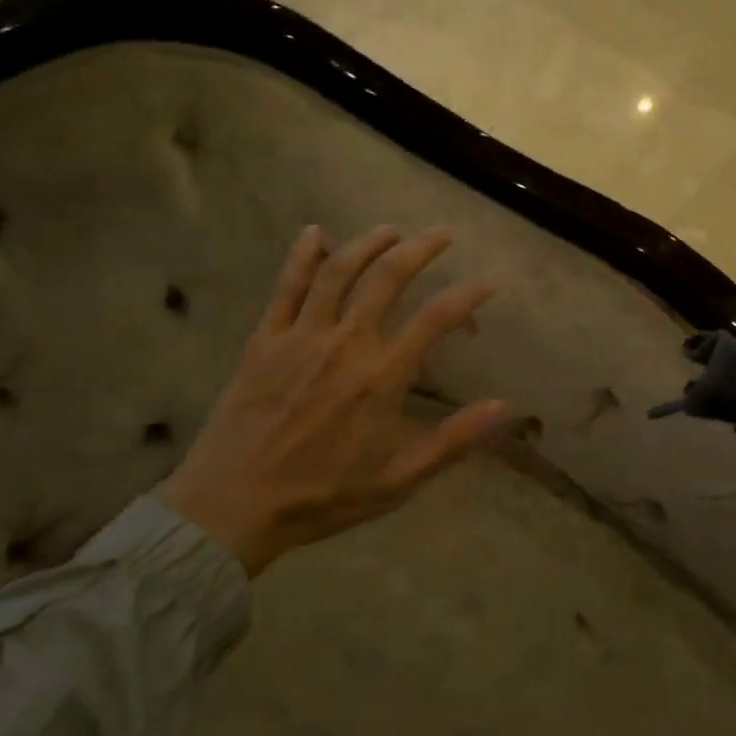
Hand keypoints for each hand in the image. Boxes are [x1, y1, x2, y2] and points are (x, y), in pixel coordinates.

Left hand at [156, 224, 504, 576]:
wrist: (233, 505)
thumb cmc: (322, 496)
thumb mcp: (398, 481)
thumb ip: (452, 441)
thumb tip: (502, 408)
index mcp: (381, 377)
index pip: (436, 319)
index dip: (469, 295)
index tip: (490, 283)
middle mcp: (345, 343)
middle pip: (388, 277)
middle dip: (421, 248)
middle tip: (442, 234)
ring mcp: (301, 336)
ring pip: (338, 270)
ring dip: (368, 243)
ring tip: (391, 230)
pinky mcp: (266, 339)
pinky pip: (286, 285)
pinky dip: (302, 254)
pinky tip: (314, 232)